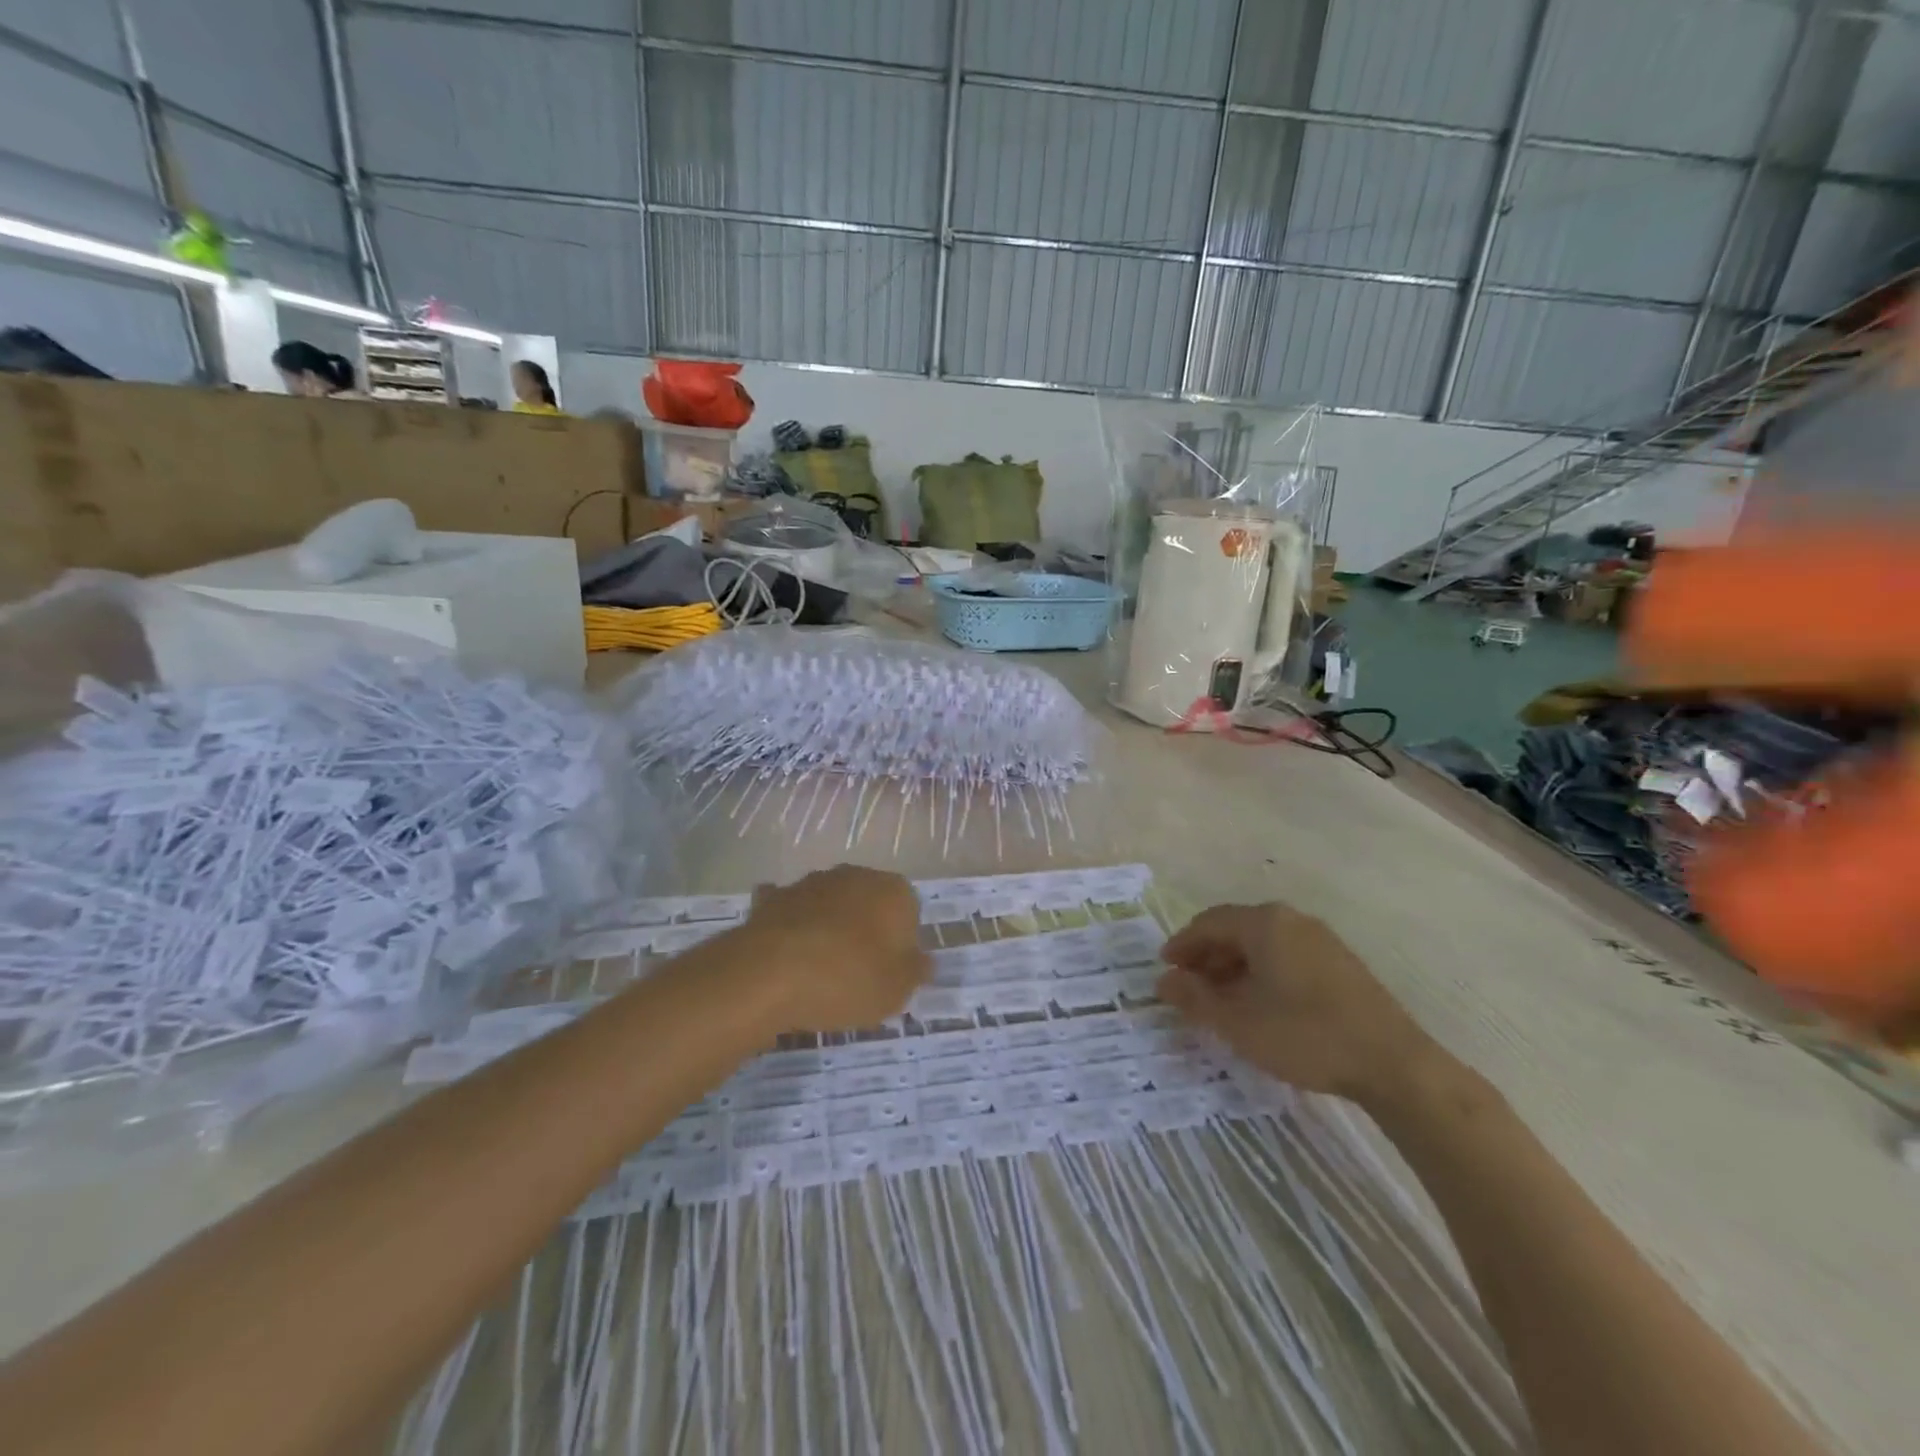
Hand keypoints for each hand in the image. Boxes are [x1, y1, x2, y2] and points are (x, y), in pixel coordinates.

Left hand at [735, 865, 929, 1032]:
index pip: (909, 912)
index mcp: (893, 891)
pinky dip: (791, 928)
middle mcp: (854, 875)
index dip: (902, 945)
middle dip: (865, 930)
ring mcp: (810, 883)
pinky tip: (786, 957)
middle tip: (858, 974)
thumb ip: (916, 972)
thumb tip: (924, 960)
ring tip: (819, 973)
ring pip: (829, 905)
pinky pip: (791, 914)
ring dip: (829, 927)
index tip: (890, 974)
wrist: (769, 975)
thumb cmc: (848, 979)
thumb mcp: (897, 990)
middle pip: (868, 903)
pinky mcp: (774, 898)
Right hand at [1158, 901, 1449, 1105]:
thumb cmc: (1305, 1035)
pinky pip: (1286, 955)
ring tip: (1221, 1000)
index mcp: (1264, 923)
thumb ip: (1195, 999)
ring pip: (1262, 944)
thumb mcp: (1238, 1023)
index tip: (1165, 969)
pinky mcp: (1340, 963)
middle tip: (1189, 986)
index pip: (1208, 923)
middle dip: (1207, 956)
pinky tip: (1261, 1004)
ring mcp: (1321, 939)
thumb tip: (1164, 981)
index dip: (1182, 945)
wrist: (1394, 1064)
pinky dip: (1262, 972)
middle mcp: (1291, 920)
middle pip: (1235, 929)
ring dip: (1234, 966)